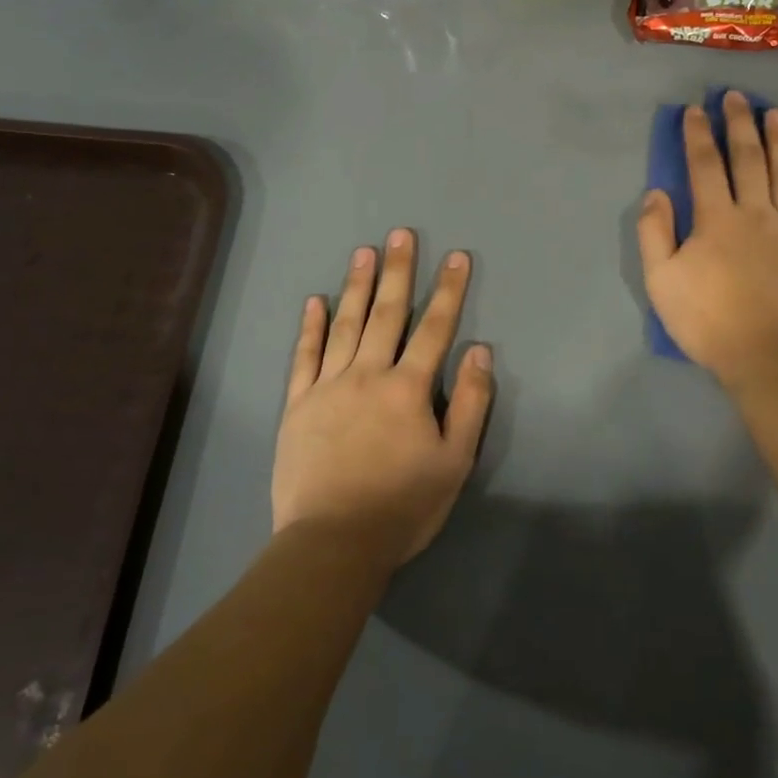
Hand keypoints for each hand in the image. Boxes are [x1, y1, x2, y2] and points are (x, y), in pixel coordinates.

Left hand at [274, 229, 493, 568]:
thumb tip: (479, 351)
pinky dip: (310, 327)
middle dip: (397, 271)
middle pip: (386, 314)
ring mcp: (327, 387)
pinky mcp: (297, 405)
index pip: (434, 328)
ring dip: (356, 286)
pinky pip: (304, 357)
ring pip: (344, 325)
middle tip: (400, 233)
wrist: (333, 543)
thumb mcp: (454, 461)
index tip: (457, 256)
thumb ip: (469, 403)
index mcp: (407, 388)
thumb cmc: (403, 506)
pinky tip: (314, 301)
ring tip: (364, 252)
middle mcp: (367, 375)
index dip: (448, 290)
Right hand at [637, 91, 777, 385]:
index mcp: (716, 219)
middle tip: (737, 96)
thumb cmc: (709, 320)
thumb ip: (654, 233)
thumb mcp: (661, 281)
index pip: (704, 166)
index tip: (695, 110)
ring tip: (776, 113)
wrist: (772, 355)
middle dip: (739, 124)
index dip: (698, 135)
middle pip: (748, 158)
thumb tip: (657, 192)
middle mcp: (755, 212)